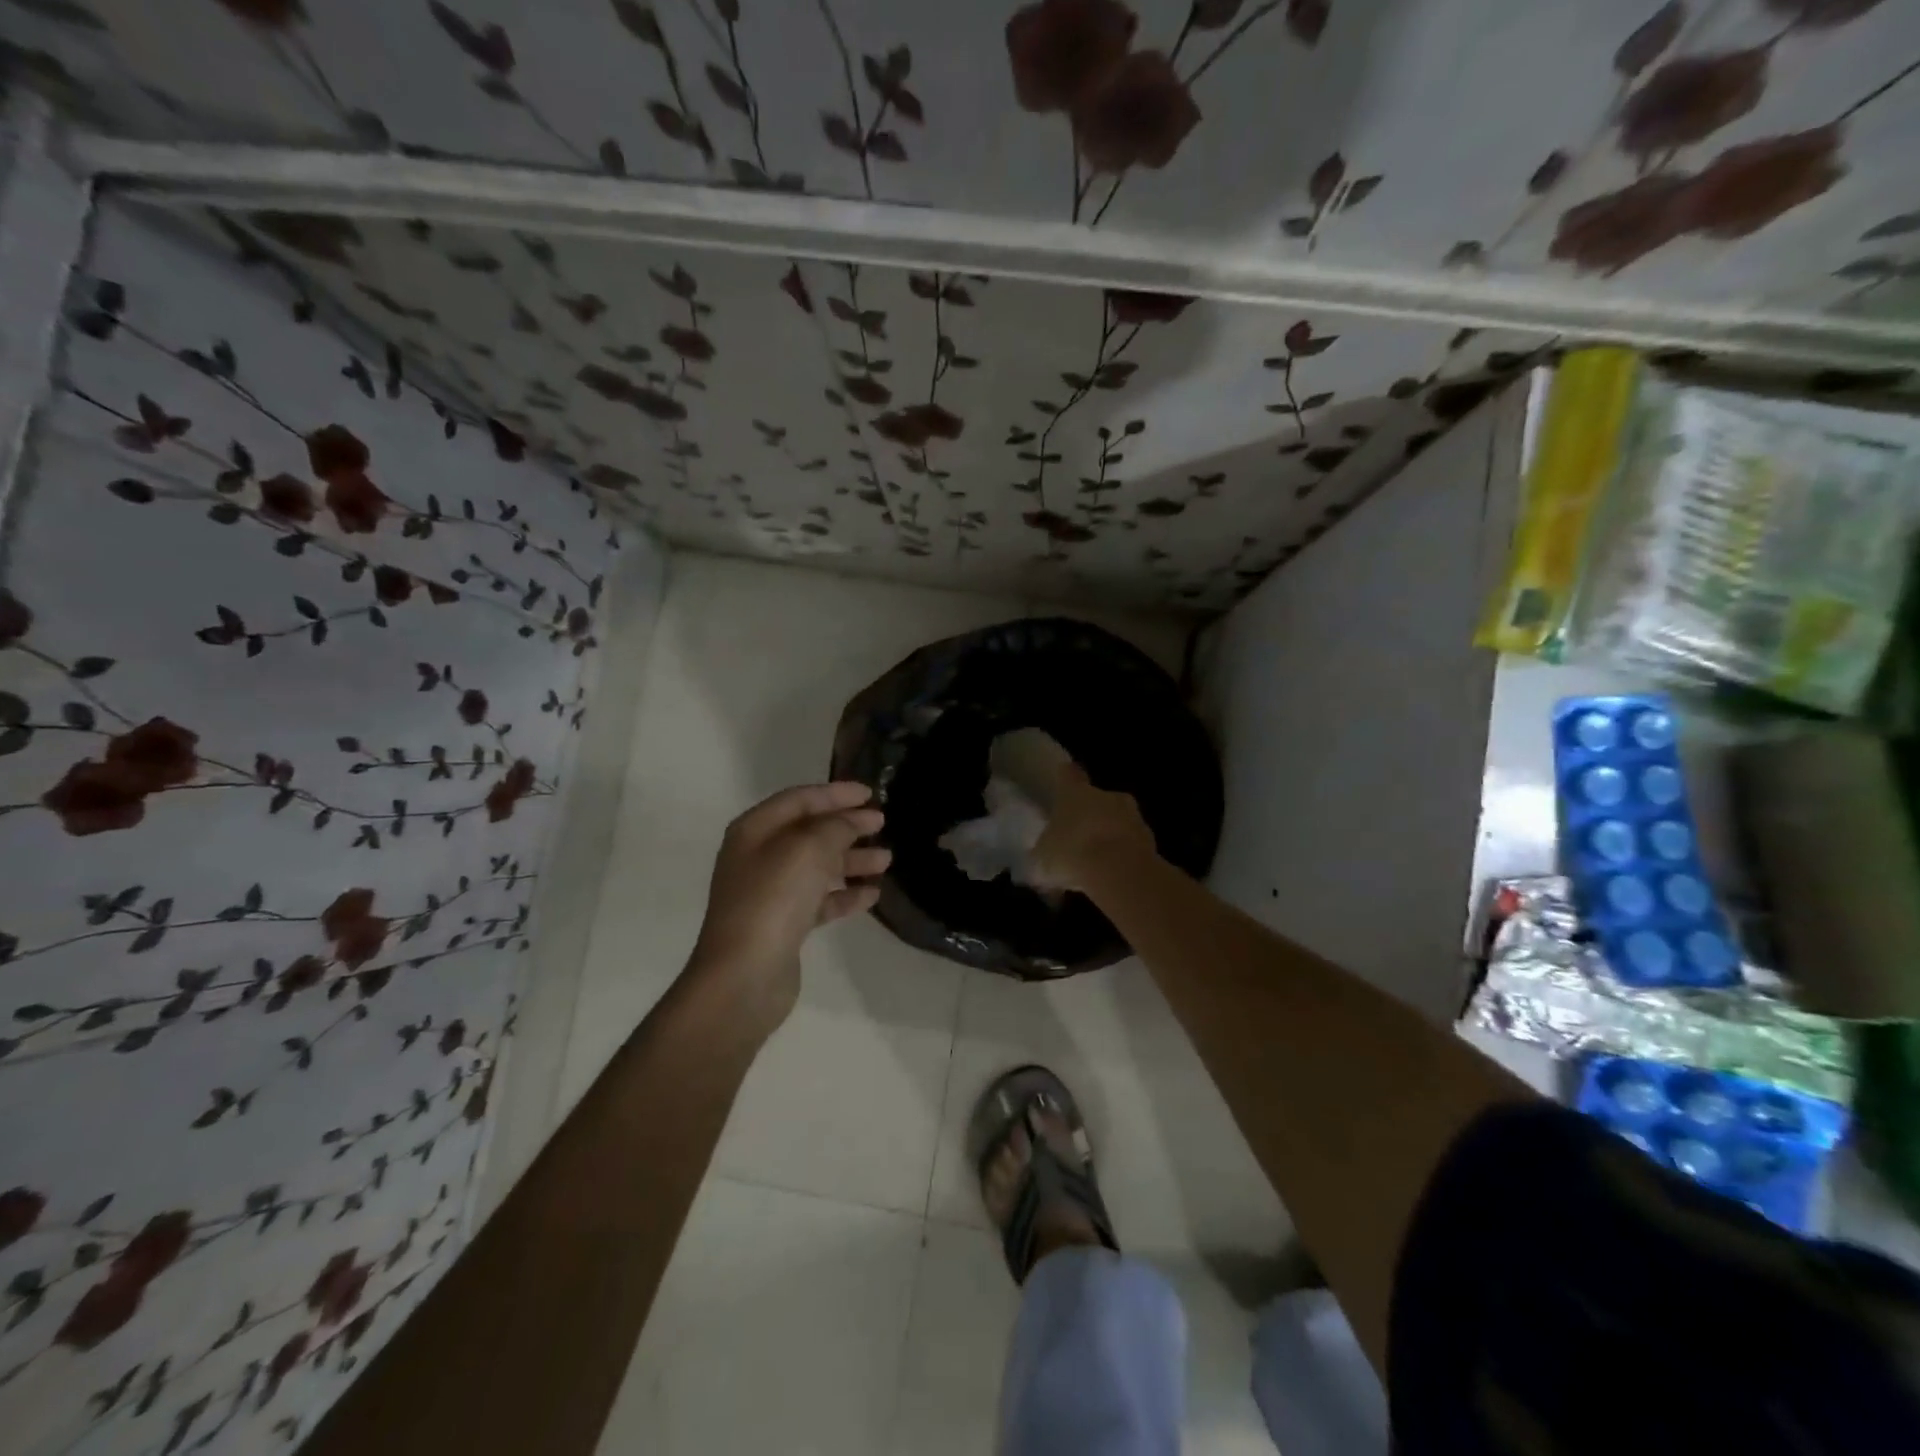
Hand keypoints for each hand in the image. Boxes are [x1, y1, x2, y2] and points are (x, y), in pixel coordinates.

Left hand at [689, 781, 888, 1032]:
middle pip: (809, 832)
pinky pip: (820, 900)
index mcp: (755, 831)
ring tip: (887, 860)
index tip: (870, 793)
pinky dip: (845, 894)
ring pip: (818, 867)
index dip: (835, 793)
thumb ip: (836, 827)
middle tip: (882, 824)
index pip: (799, 799)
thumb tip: (853, 820)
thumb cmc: (774, 899)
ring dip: (851, 860)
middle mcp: (759, 857)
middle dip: (847, 826)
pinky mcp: (784, 925)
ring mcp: (771, 892)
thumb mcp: (809, 849)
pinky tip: (872, 894)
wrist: (744, 976)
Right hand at [1030, 764, 1156, 892]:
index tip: (1063, 782)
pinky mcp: (1151, 838)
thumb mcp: (1043, 856)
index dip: (1065, 779)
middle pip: (1097, 799)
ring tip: (1098, 862)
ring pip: (1118, 820)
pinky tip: (1114, 874)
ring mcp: (1132, 815)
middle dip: (1090, 815)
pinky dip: (1125, 854)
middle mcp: (1106, 795)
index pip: (1069, 774)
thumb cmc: (1072, 852)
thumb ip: (1043, 852)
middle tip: (1079, 837)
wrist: (1119, 870)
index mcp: (1075, 792)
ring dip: (1110, 835)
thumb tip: (1040, 855)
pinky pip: (1132, 843)